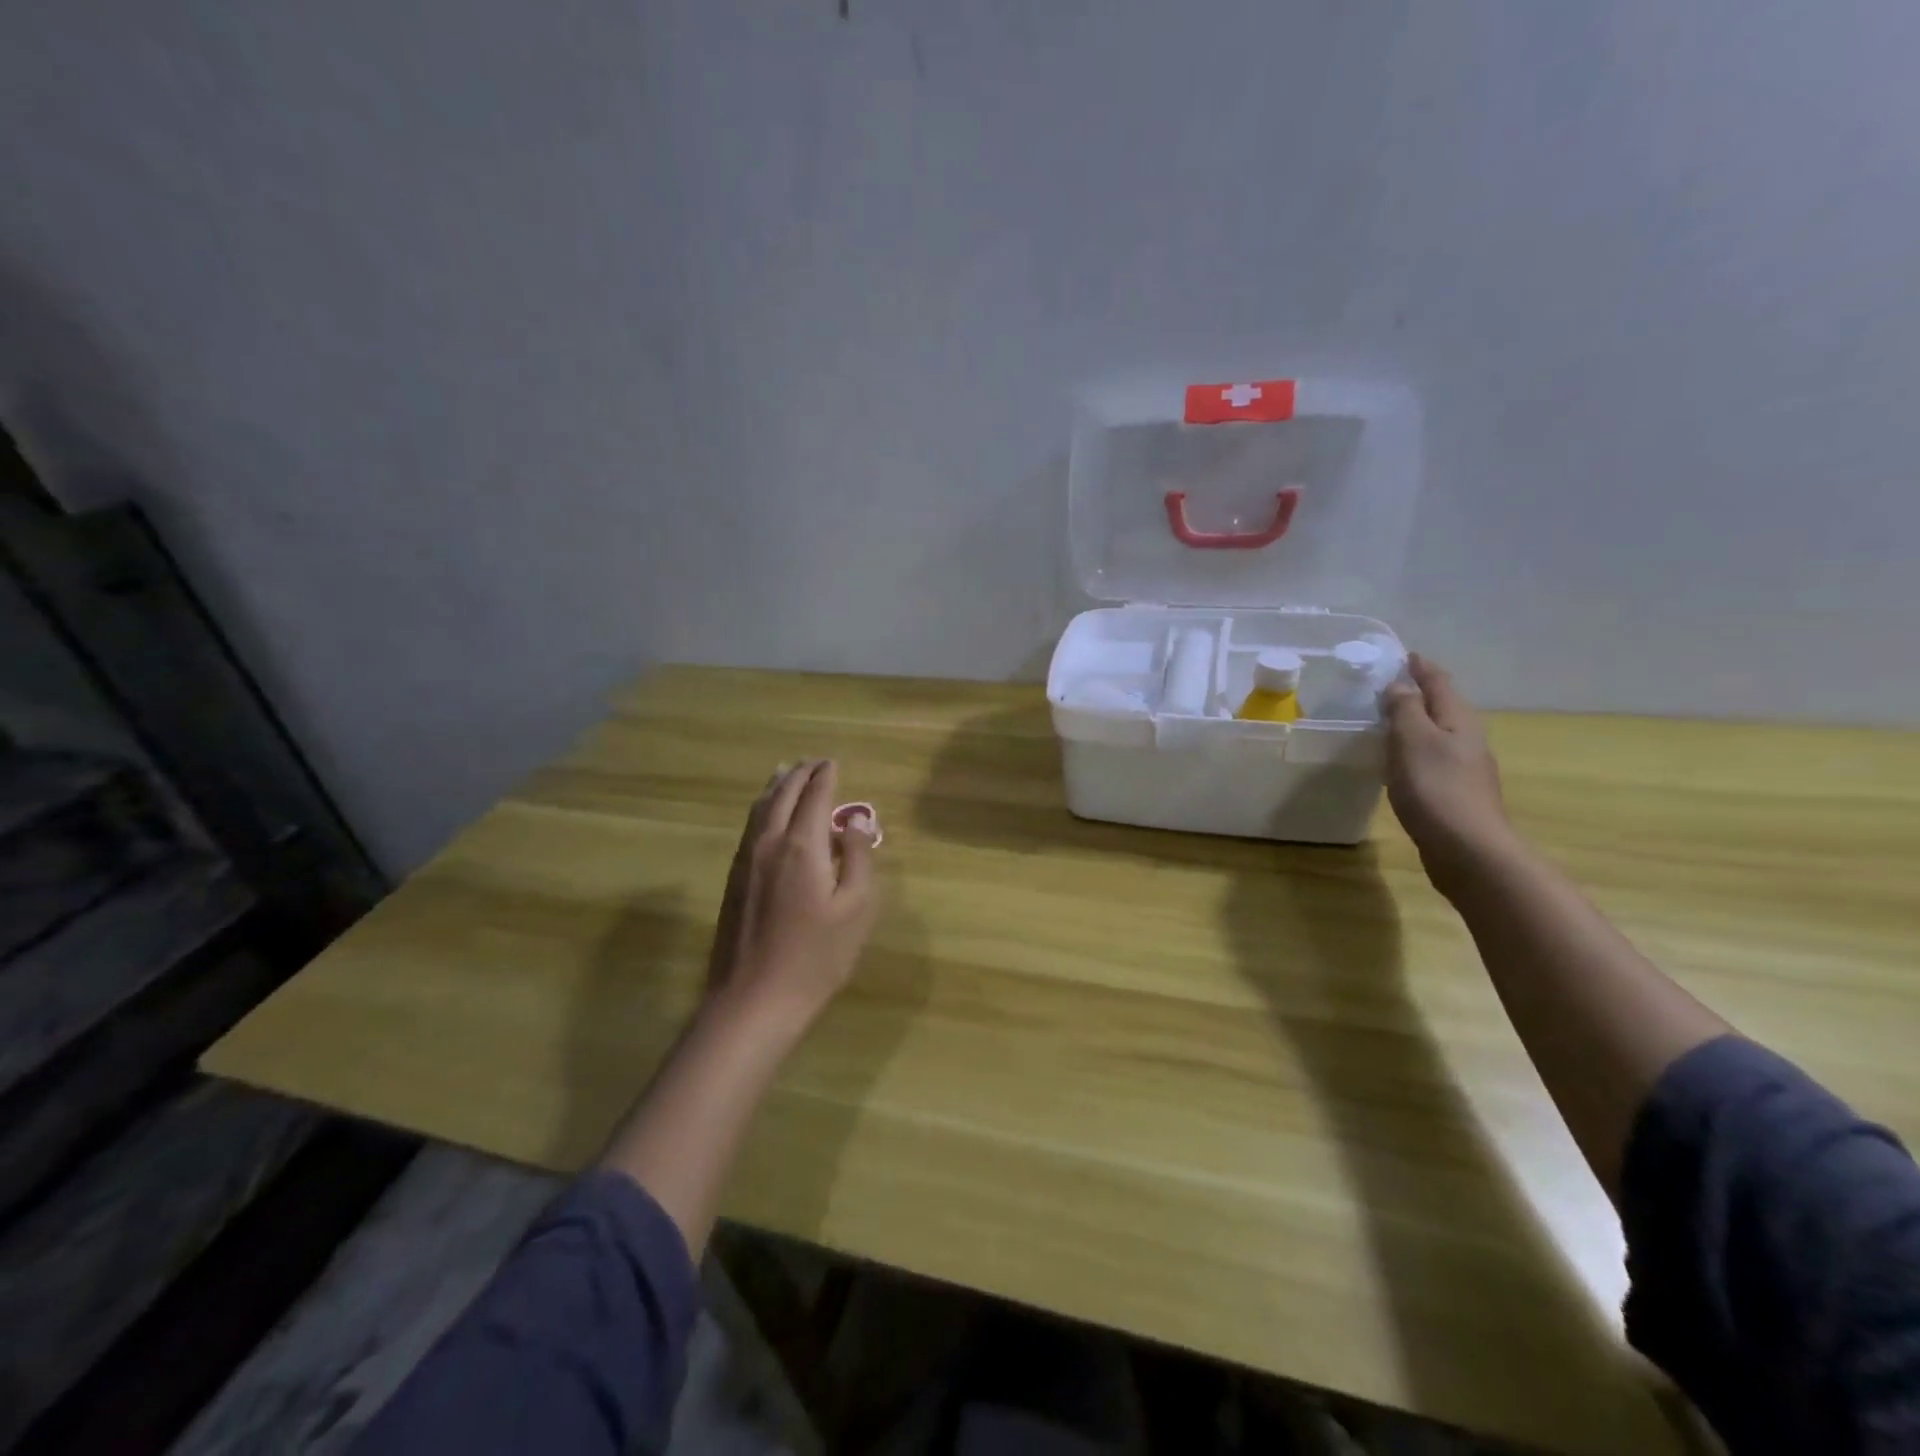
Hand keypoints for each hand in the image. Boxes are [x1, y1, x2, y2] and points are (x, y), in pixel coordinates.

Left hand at [705, 759, 878, 1035]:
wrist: (754, 999)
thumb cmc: (816, 956)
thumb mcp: (855, 908)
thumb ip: (857, 857)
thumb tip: (854, 821)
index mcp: (801, 845)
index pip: (814, 795)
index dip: (826, 776)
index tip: (834, 762)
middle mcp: (768, 842)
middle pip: (783, 794)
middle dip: (800, 773)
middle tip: (816, 762)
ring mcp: (745, 859)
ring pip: (760, 807)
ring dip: (777, 785)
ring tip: (788, 772)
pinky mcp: (734, 878)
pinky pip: (750, 826)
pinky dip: (763, 807)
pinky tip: (768, 812)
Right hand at [1383, 654, 1512, 877]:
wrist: (1468, 850)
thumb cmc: (1436, 788)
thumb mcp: (1412, 741)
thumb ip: (1405, 709)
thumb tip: (1401, 684)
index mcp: (1458, 720)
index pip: (1439, 683)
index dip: (1421, 667)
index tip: (1404, 654)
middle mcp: (1467, 739)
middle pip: (1443, 706)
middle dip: (1420, 693)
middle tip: (1389, 685)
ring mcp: (1465, 768)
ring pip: (1438, 734)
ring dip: (1416, 723)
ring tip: (1389, 720)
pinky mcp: (1455, 793)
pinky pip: (1432, 759)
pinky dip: (1415, 750)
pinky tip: (1399, 761)